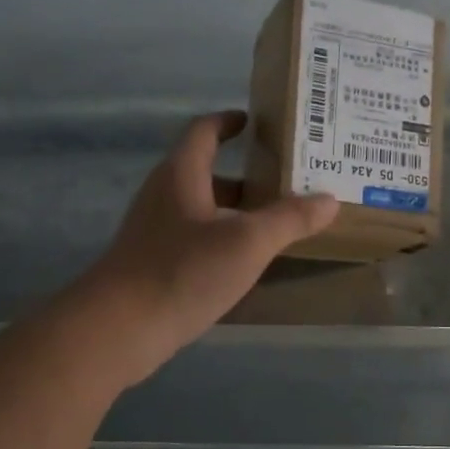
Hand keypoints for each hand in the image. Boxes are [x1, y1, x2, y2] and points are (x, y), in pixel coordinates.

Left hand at [79, 111, 339, 383]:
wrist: (120, 327)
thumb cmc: (183, 271)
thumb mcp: (247, 242)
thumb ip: (289, 219)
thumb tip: (329, 199)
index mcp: (181, 174)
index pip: (204, 131)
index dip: (228, 122)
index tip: (255, 121)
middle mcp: (164, 195)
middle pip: (206, 172)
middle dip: (245, 175)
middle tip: (286, 181)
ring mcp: (155, 231)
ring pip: (202, 210)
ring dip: (235, 211)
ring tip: (276, 223)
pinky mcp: (153, 263)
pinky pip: (195, 239)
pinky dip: (222, 240)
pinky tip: (245, 262)